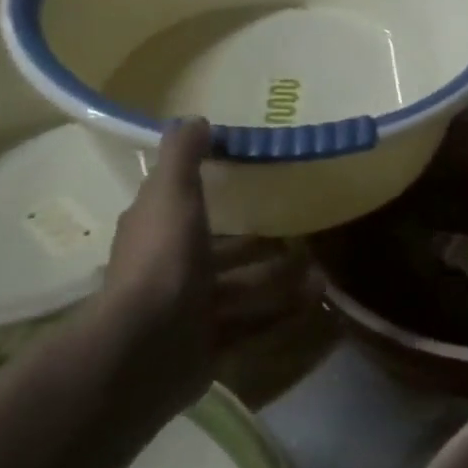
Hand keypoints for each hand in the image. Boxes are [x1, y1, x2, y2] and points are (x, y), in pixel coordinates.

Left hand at [101, 119, 318, 400]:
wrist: (146, 348)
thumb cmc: (162, 258)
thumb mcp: (172, 193)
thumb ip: (183, 156)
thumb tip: (195, 119)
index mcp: (155, 232)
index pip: (180, 205)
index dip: (208, 192)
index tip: (250, 181)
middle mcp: (169, 270)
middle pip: (219, 251)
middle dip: (258, 243)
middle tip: (300, 232)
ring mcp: (188, 311)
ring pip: (241, 289)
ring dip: (279, 280)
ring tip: (320, 272)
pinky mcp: (208, 346)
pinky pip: (252, 325)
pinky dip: (281, 314)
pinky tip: (314, 302)